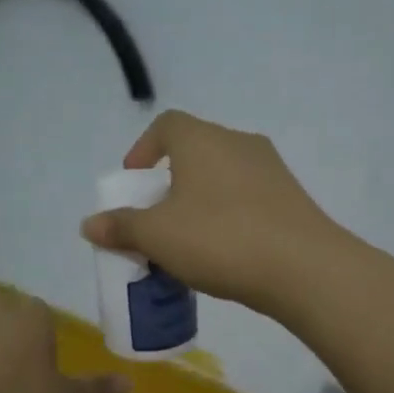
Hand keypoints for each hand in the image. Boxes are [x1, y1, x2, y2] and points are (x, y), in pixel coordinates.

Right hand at [79, 110, 343, 314]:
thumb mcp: (157, 236)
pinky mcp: (291, 198)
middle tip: (155, 219)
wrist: (304, 268)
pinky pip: (247, 199)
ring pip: (222, 177)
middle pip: (194, 152)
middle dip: (169, 183)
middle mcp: (238, 143)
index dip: (143, 149)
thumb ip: (121, 227)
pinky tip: (223, 253)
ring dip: (199, 202)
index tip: (134, 182)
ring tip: (187, 241)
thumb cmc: (219, 239)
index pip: (166, 124)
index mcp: (201, 140)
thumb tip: (89, 224)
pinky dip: (227, 216)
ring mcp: (271, 169)